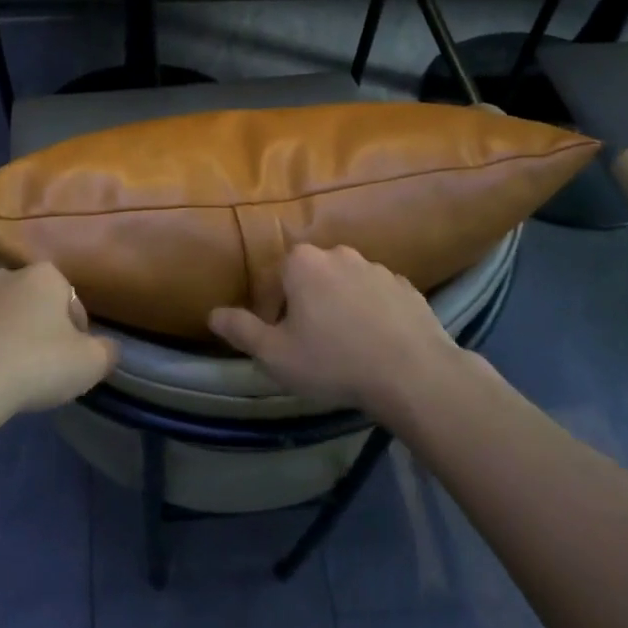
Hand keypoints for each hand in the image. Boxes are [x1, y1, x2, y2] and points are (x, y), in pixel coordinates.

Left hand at [0, 264, 117, 420]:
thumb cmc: (34, 365)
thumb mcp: (90, 364)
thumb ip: (106, 351)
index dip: (76, 330)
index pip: (70, 299)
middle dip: (34, 326)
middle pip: (28, 302)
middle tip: (37, 366)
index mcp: (43, 277)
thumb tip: (108, 348)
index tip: (73, 358)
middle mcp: (2, 277)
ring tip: (1, 376)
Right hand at [210, 244, 461, 420]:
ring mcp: (376, 267)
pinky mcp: (406, 286)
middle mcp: (338, 253)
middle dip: (306, 304)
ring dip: (339, 306)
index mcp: (302, 262)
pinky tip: (376, 344)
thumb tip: (213, 314)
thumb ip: (241, 330)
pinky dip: (371, 312)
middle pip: (309, 277)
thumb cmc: (334, 361)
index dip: (271, 312)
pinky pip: (377, 296)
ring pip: (345, 284)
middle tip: (311, 343)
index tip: (280, 341)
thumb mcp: (276, 355)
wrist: (414, 374)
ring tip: (346, 346)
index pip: (274, 279)